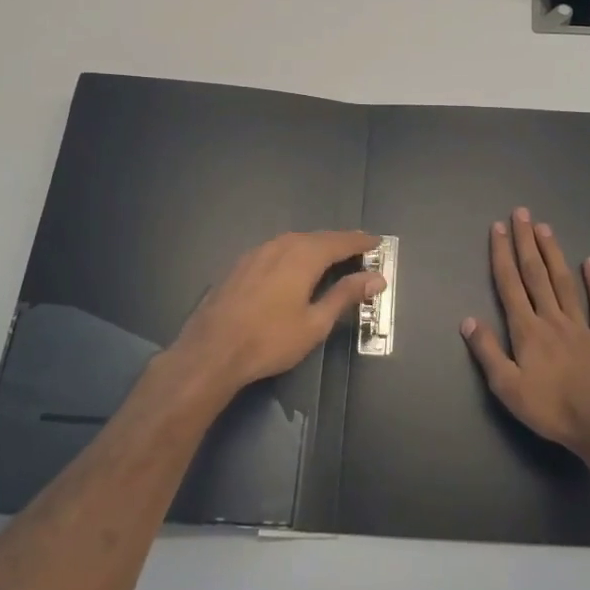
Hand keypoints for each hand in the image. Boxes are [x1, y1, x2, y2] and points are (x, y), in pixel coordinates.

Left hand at [170, 230, 384, 392]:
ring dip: (316, 246)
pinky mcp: (241, 264)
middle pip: (317, 238)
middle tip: (359, 249)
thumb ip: (345, 295)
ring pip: (294, 242)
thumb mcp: (315, 323)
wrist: (211, 351)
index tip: (378, 242)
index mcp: (303, 255)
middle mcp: (281, 245)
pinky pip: (277, 250)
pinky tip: (294, 267)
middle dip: (339, 242)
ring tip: (331, 257)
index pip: (340, 241)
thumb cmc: (269, 340)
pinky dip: (294, 253)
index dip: (360, 241)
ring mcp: (257, 252)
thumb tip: (377, 278)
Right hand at [461, 208, 589, 453]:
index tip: (497, 228)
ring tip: (545, 227)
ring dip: (553, 253)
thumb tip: (468, 320)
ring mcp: (581, 325)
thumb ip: (488, 352)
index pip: (510, 285)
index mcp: (527, 330)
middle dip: (526, 242)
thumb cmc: (550, 408)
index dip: (502, 255)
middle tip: (521, 213)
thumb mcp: (507, 387)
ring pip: (564, 282)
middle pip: (536, 274)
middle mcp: (552, 318)